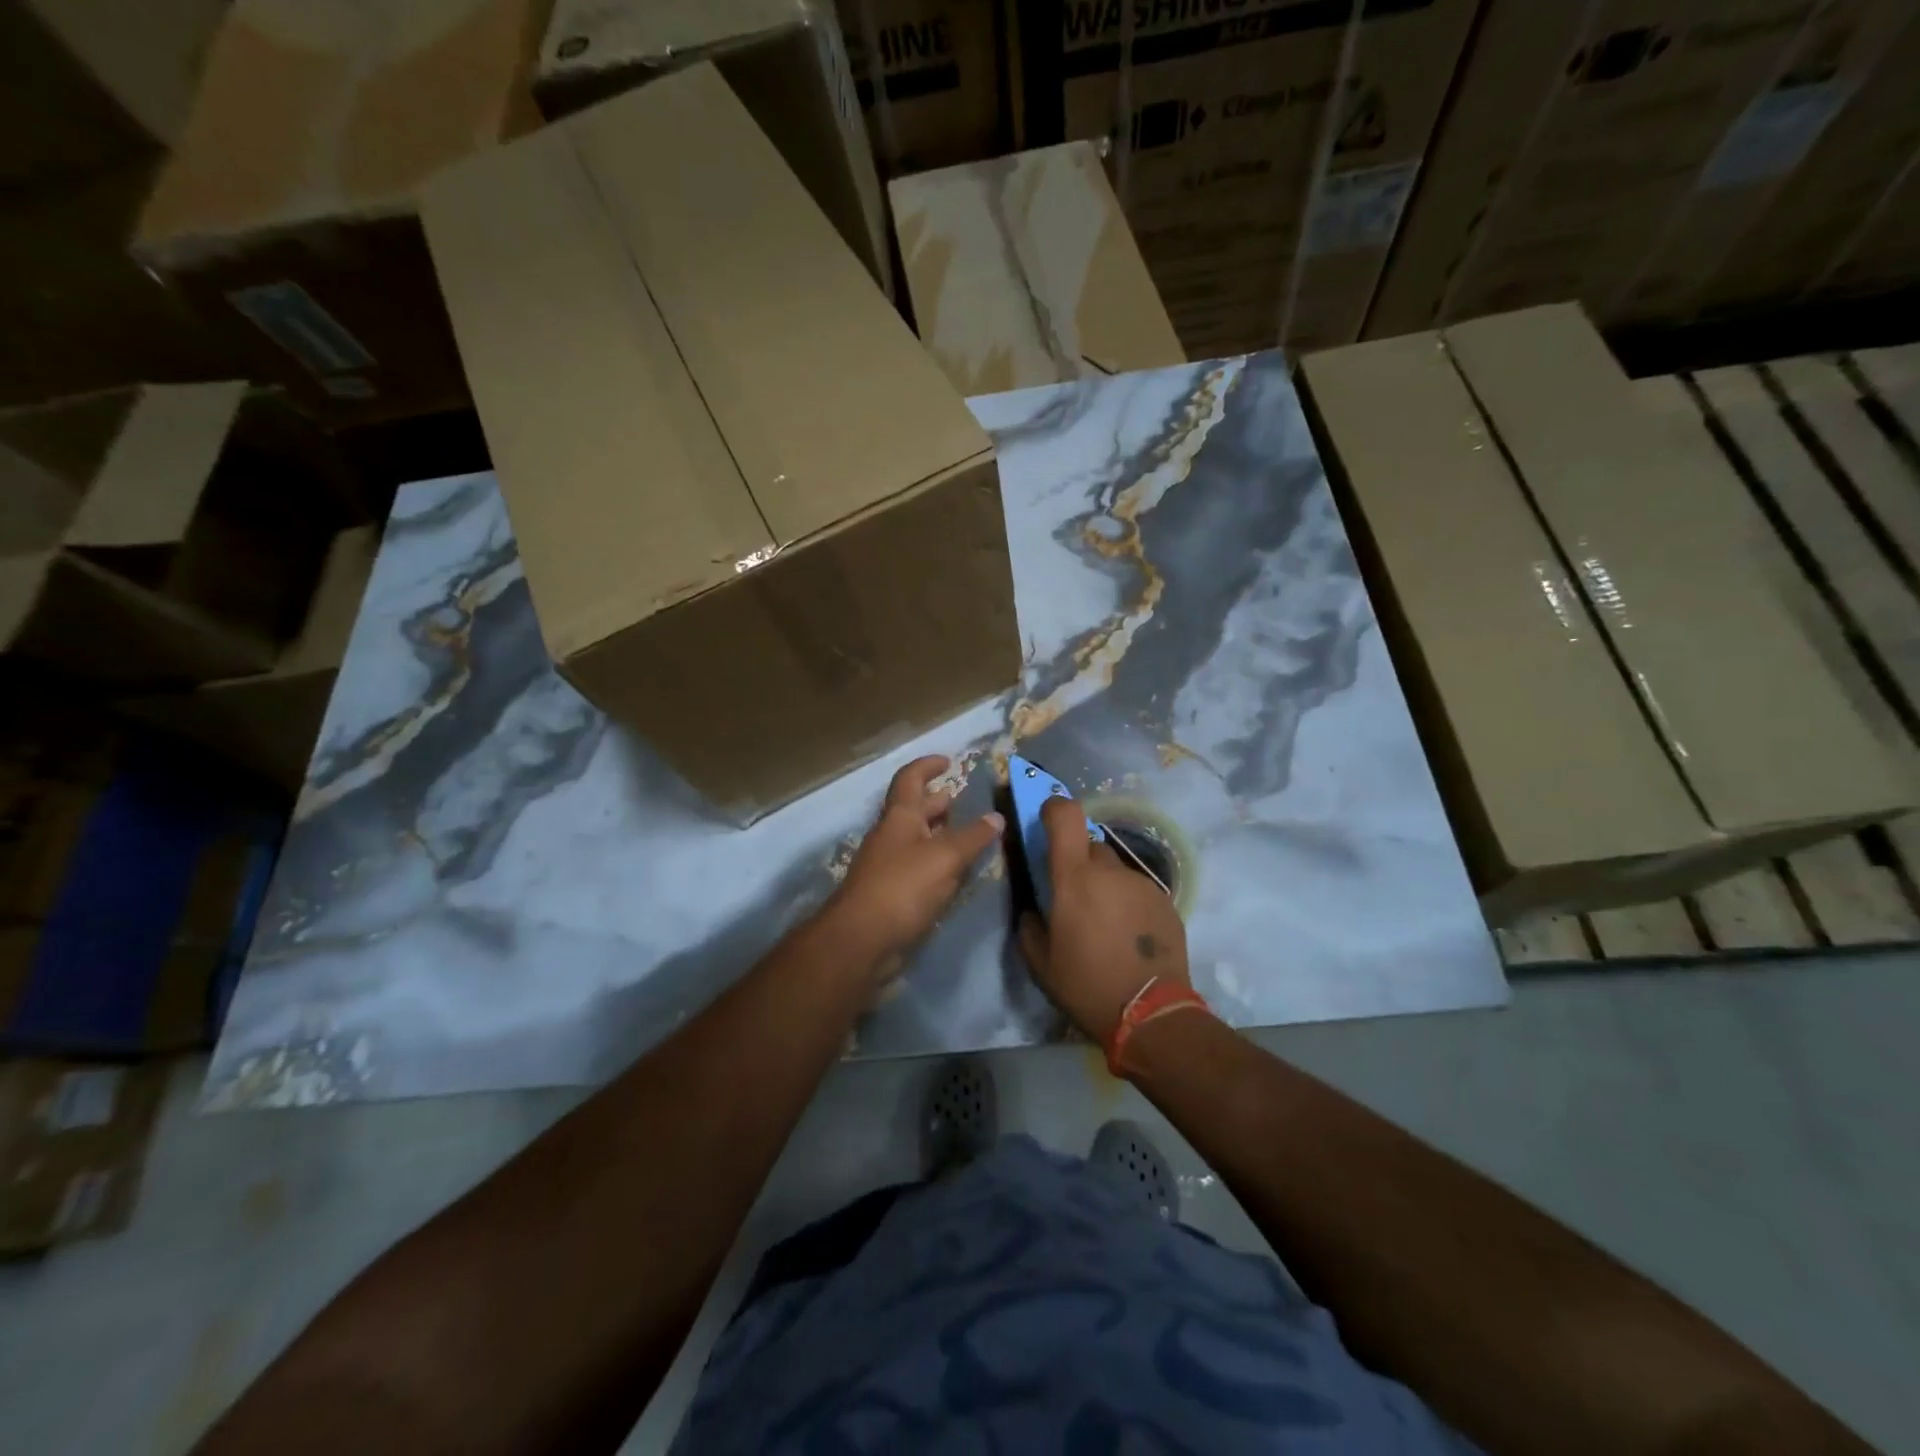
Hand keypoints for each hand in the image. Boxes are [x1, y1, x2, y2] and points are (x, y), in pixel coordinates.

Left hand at [823, 755, 1003, 983]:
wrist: (861, 940)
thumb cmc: (902, 887)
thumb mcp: (945, 857)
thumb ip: (972, 837)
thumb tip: (996, 817)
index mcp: (899, 817)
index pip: (910, 779)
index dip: (927, 766)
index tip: (949, 760)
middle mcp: (891, 836)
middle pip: (914, 809)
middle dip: (938, 801)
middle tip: (965, 801)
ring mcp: (888, 865)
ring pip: (918, 840)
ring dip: (941, 834)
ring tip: (970, 836)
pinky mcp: (892, 894)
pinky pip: (919, 868)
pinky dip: (938, 863)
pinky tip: (957, 873)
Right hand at [1018, 795, 1187, 1042]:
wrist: (1151, 1012)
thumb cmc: (1087, 984)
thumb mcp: (1041, 962)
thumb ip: (1029, 926)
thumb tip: (1034, 909)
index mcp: (1074, 878)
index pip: (1065, 816)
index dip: (1054, 808)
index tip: (1046, 819)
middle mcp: (1109, 871)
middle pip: (1090, 846)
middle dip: (1079, 864)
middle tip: (1076, 898)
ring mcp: (1141, 884)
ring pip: (1115, 871)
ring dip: (1105, 886)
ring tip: (1105, 925)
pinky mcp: (1165, 900)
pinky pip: (1137, 890)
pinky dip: (1128, 903)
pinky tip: (1128, 935)